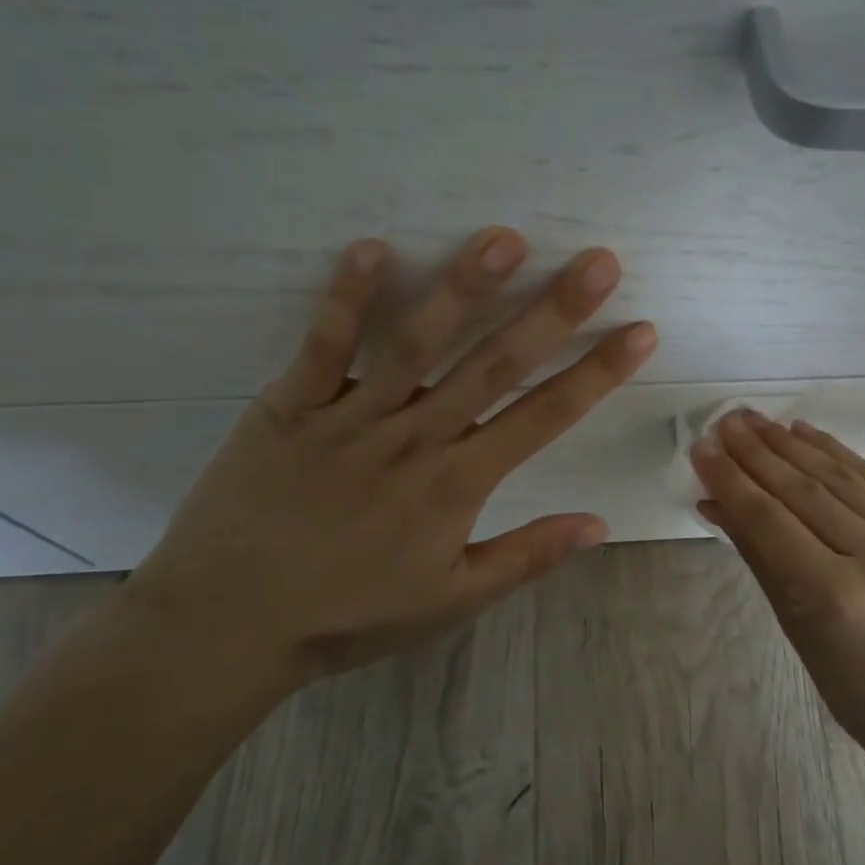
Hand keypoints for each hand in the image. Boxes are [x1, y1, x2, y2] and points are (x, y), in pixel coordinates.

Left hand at [124, 228, 656, 684]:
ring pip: (417, 343)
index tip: (639, 331)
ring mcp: (352, 417)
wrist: (225, 627)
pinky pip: (324, 346)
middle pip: (495, 365)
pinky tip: (373, 247)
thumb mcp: (450, 602)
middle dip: (554, 311)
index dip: (597, 373)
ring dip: (464, 288)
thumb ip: (526, 557)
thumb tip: (599, 525)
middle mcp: (416, 439)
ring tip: (504, 237)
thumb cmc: (346, 616)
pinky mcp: (291, 406)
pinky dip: (346, 298)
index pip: (545, 417)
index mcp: (458, 485)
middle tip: (598, 262)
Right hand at [692, 411, 864, 788]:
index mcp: (835, 596)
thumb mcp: (797, 632)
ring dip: (790, 444)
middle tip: (723, 422)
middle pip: (802, 489)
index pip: (769, 520)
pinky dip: (835, 452)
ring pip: (838, 476)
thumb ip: (759, 558)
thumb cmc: (859, 694)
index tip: (701, 448)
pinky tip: (805, 433)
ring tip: (754, 420)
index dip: (730, 479)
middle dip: (755, 452)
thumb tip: (718, 504)